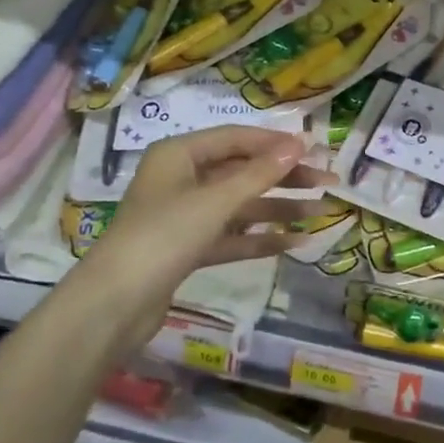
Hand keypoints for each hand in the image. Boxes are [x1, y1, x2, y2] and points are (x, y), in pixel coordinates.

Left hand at [64, 126, 333, 353]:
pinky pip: (231, 236)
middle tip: (328, 182)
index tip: (316, 150)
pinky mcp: (188, 249)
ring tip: (321, 214)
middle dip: (285, 177)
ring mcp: (185, 216)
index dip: (276, 143)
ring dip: (278, 209)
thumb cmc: (164, 236)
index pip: (237, 138)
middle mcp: (182, 179)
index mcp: (179, 154)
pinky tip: (294, 242)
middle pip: (242, 171)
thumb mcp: (216, 201)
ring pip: (240, 206)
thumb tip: (299, 144)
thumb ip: (259, 174)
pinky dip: (260, 238)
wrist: (115, 304)